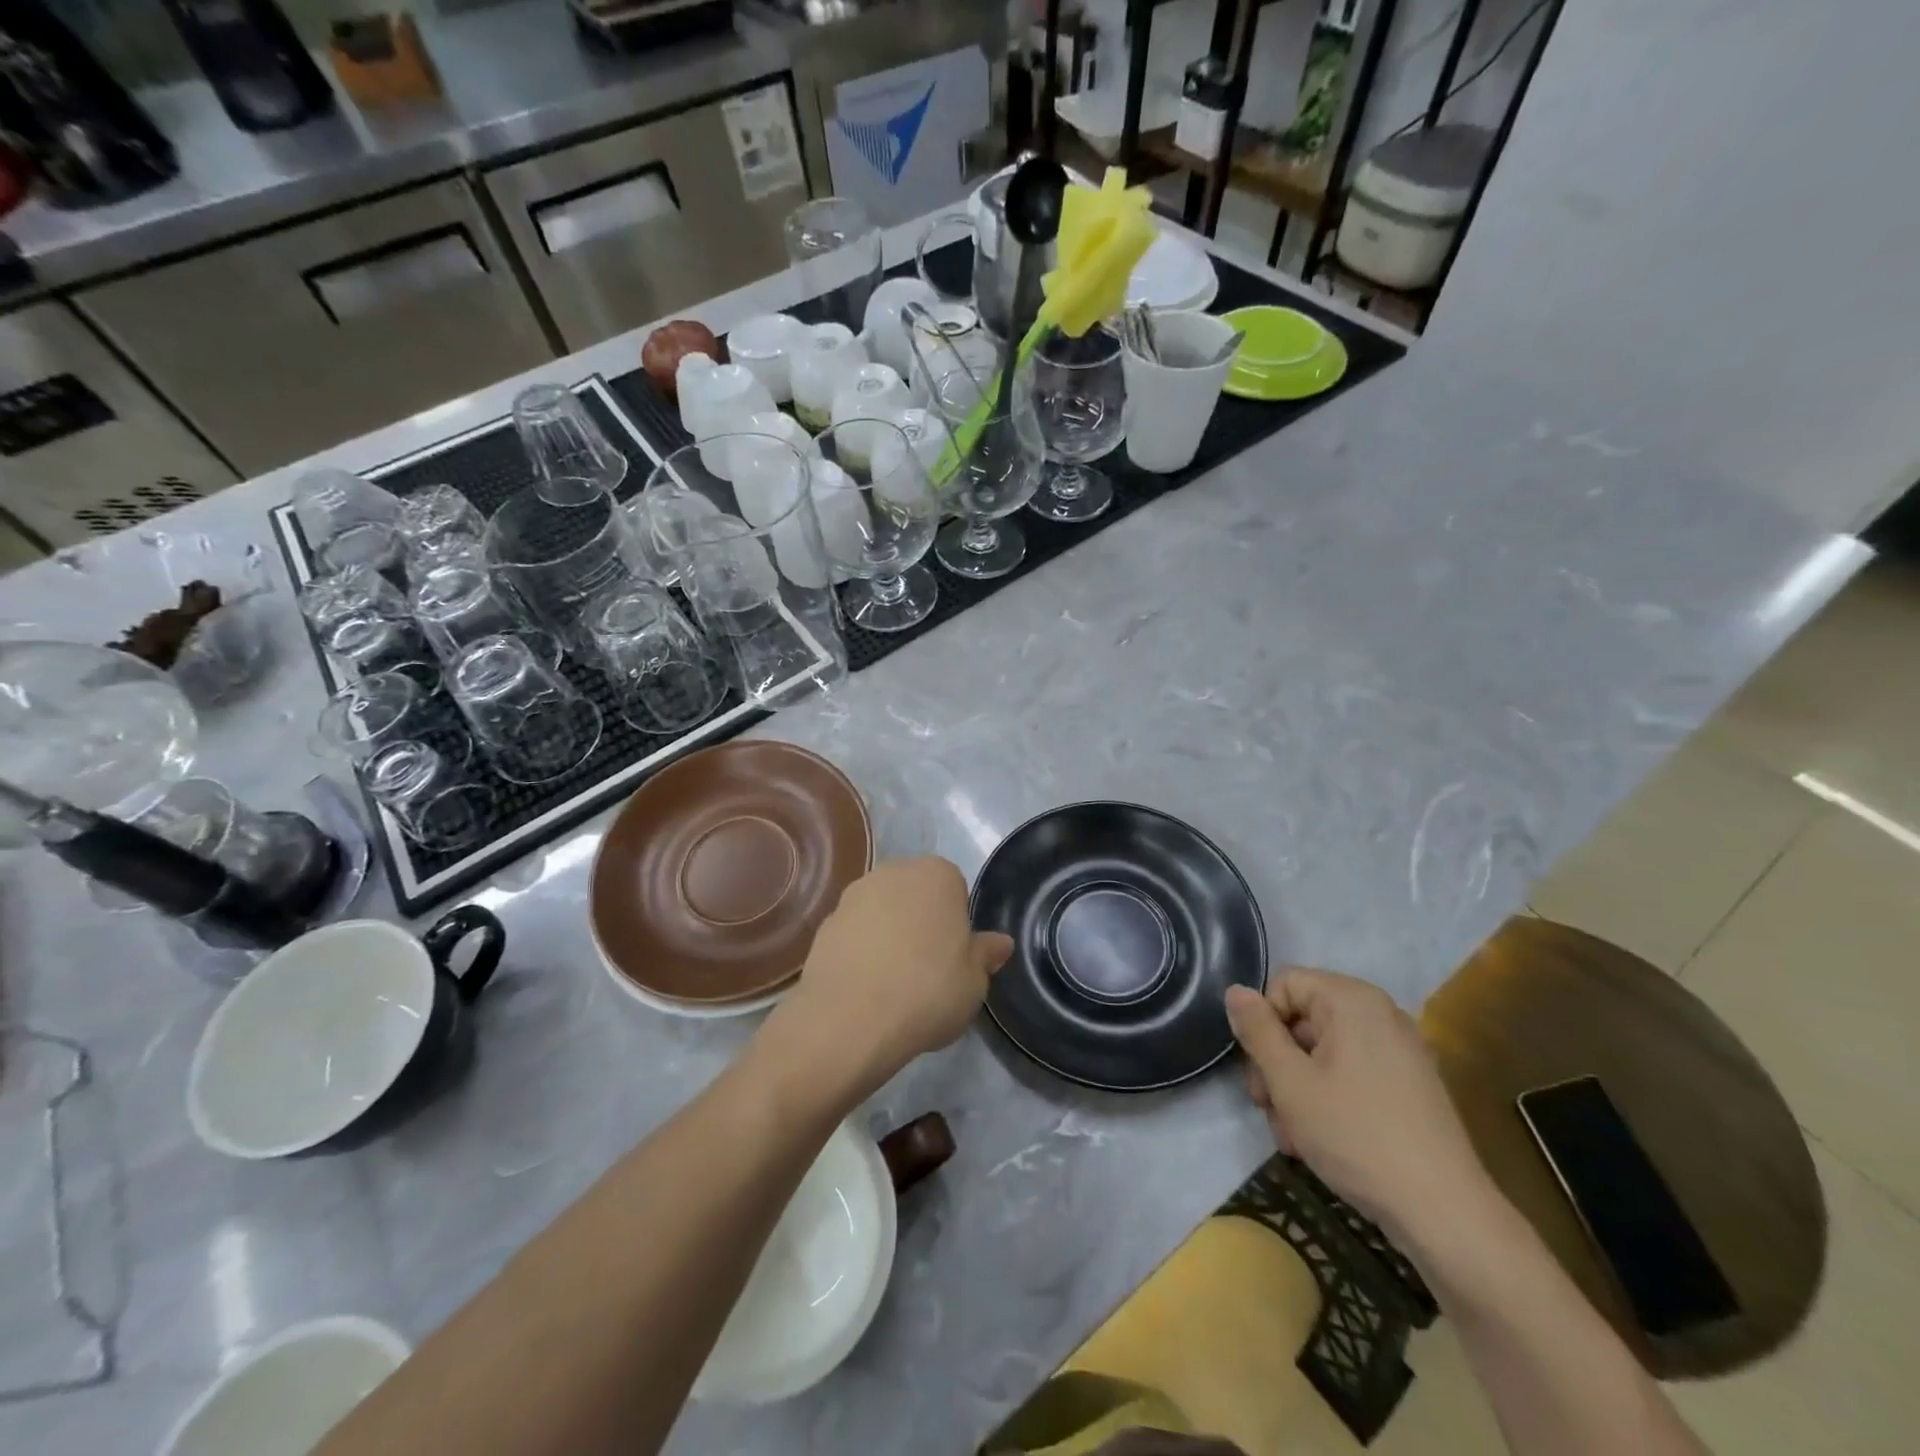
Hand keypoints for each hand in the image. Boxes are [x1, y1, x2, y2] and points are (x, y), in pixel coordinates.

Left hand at [785, 856, 1013, 1088]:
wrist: (849, 1018)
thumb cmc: (927, 990)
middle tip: (928, 970)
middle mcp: (894, 872)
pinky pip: (855, 934)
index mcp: (937, 874)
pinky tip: (866, 988)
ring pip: (883, 913)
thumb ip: (986, 955)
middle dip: (922, 923)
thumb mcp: (975, 982)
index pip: (956, 890)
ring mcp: (854, 895)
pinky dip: (861, 953)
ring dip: (889, 936)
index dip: (957, 924)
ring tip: (894, 984)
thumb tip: (1000, 943)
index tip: (954, 957)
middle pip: (916, 896)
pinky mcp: (824, 923)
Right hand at [1224, 970, 1492, 1250]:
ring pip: (1323, 1052)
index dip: (1261, 1024)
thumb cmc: (1356, 1135)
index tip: (1259, 1071)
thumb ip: (1257, 1030)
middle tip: (1268, 1109)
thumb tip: (1235, 991)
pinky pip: (1352, 1073)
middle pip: (1302, 1020)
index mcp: (1351, 1000)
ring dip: (1297, 1088)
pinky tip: (1322, 1140)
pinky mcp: (1411, 1085)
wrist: (1444, 1213)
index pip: (1283, 985)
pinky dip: (1329, 1097)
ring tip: (1294, 1137)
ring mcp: (1400, 1050)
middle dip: (1277, 1063)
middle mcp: (1380, 1013)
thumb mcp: (1289, 1081)